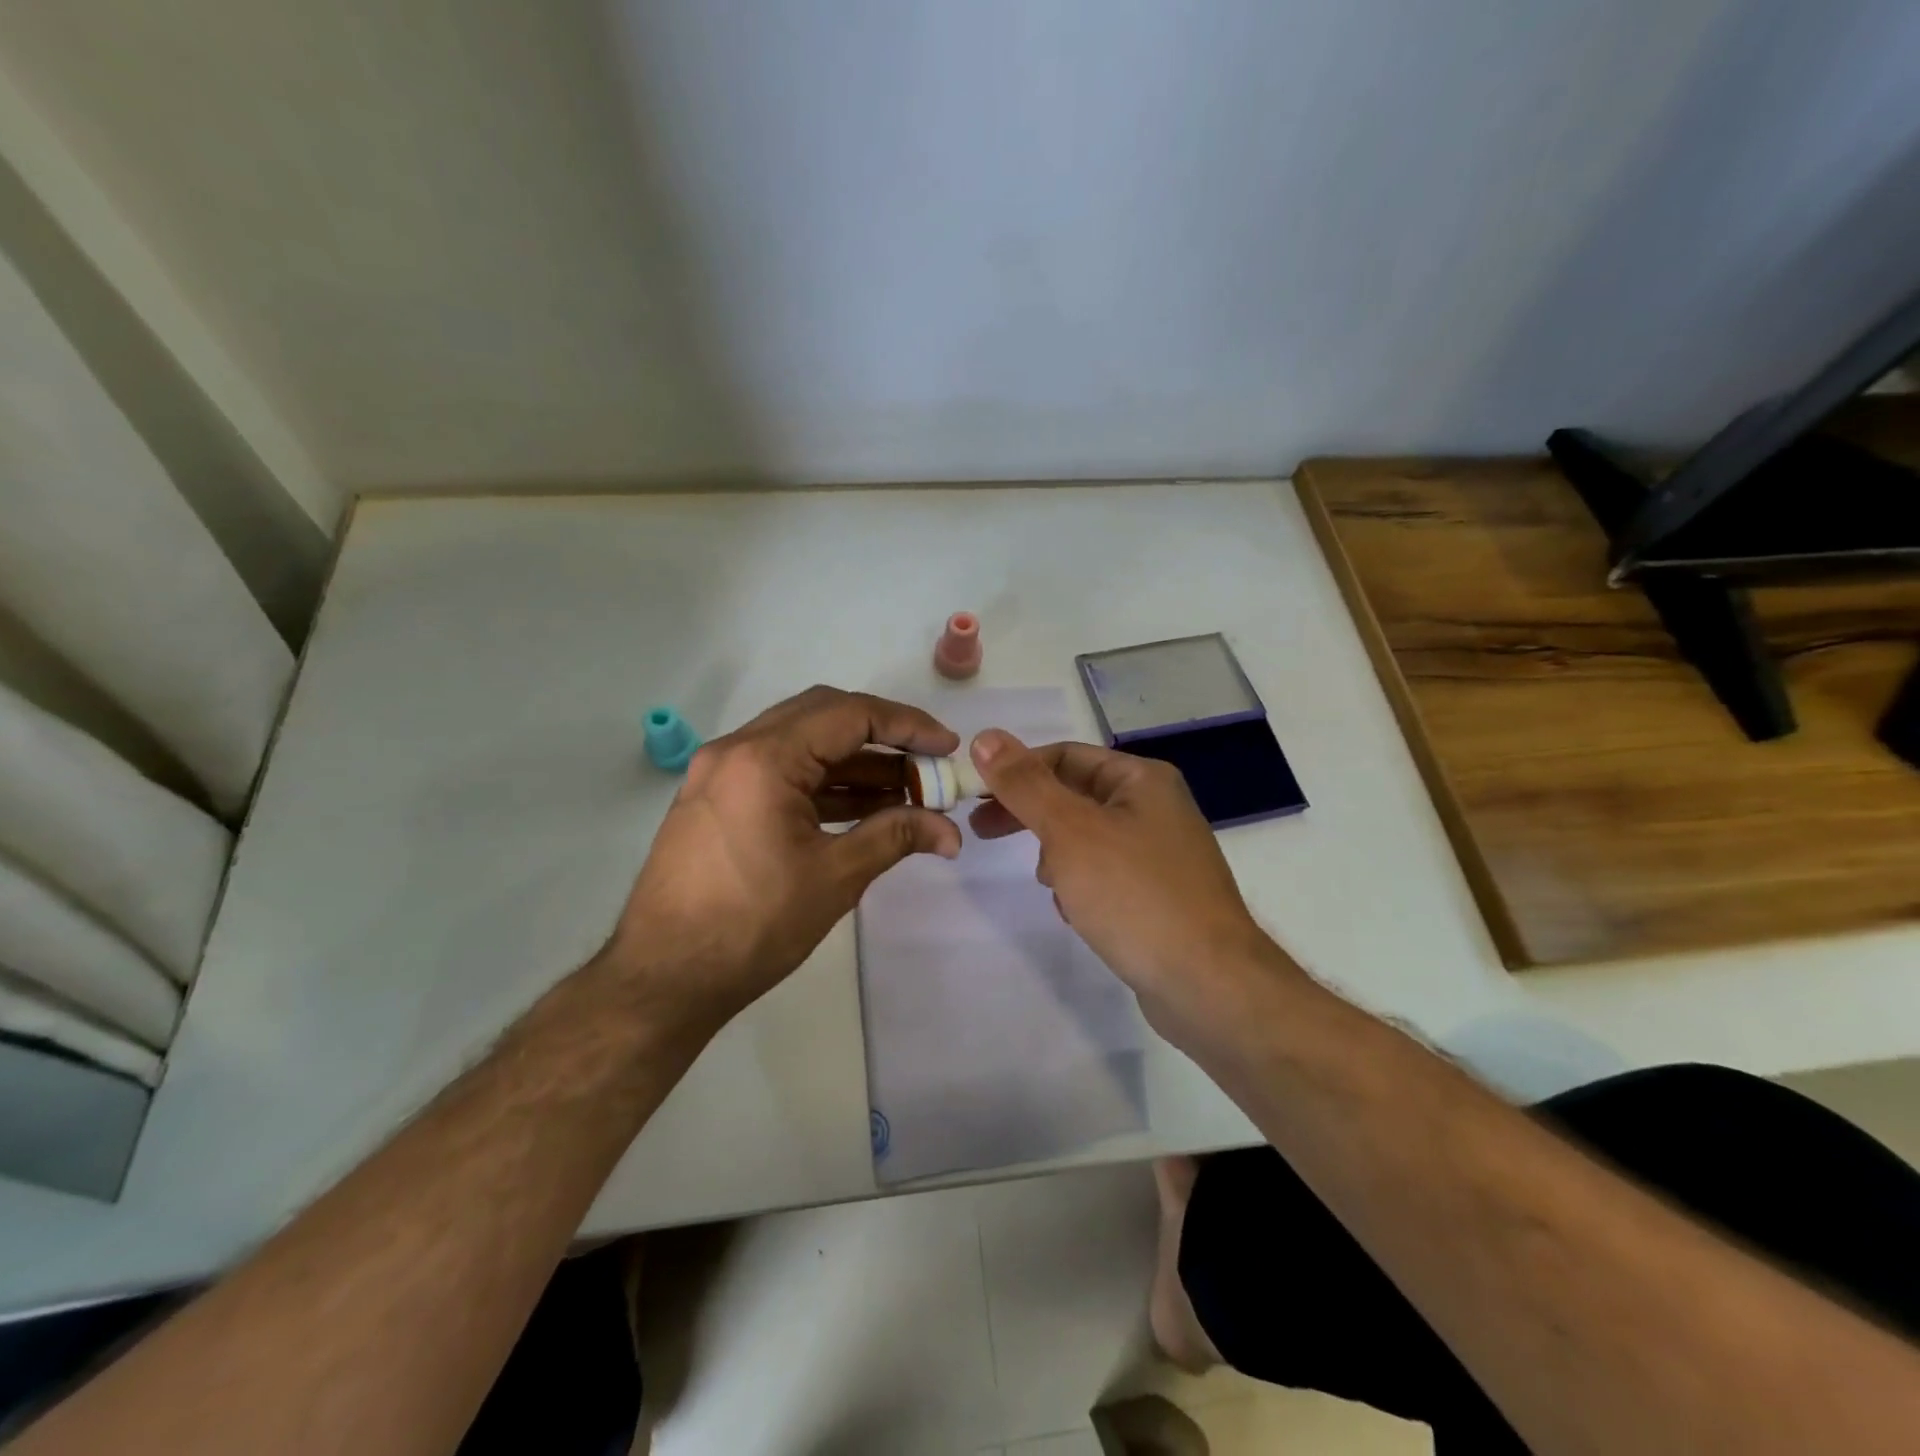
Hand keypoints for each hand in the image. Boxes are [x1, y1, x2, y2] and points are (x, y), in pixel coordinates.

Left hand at [604, 687, 961, 1033]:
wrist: (662, 981)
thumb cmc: (751, 926)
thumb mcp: (834, 878)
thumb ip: (895, 837)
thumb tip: (950, 832)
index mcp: (763, 758)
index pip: (849, 715)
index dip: (907, 726)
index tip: (947, 747)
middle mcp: (736, 750)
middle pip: (823, 717)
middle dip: (883, 737)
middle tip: (926, 764)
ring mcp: (720, 773)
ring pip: (802, 745)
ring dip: (855, 763)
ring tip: (907, 793)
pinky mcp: (716, 800)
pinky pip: (780, 773)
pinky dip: (824, 784)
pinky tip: (864, 809)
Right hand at [967, 730, 1284, 1040]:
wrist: (1208, 984)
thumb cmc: (1134, 895)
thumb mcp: (1069, 831)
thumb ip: (1024, 784)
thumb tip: (985, 737)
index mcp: (1142, 779)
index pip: (1064, 756)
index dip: (1016, 771)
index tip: (975, 796)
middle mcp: (1155, 808)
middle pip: (1074, 796)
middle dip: (1031, 815)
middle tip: (982, 833)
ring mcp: (1160, 854)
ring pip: (1086, 838)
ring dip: (1057, 856)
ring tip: (1052, 885)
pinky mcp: (1159, 895)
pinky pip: (1105, 874)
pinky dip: (1082, 885)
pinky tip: (1077, 913)